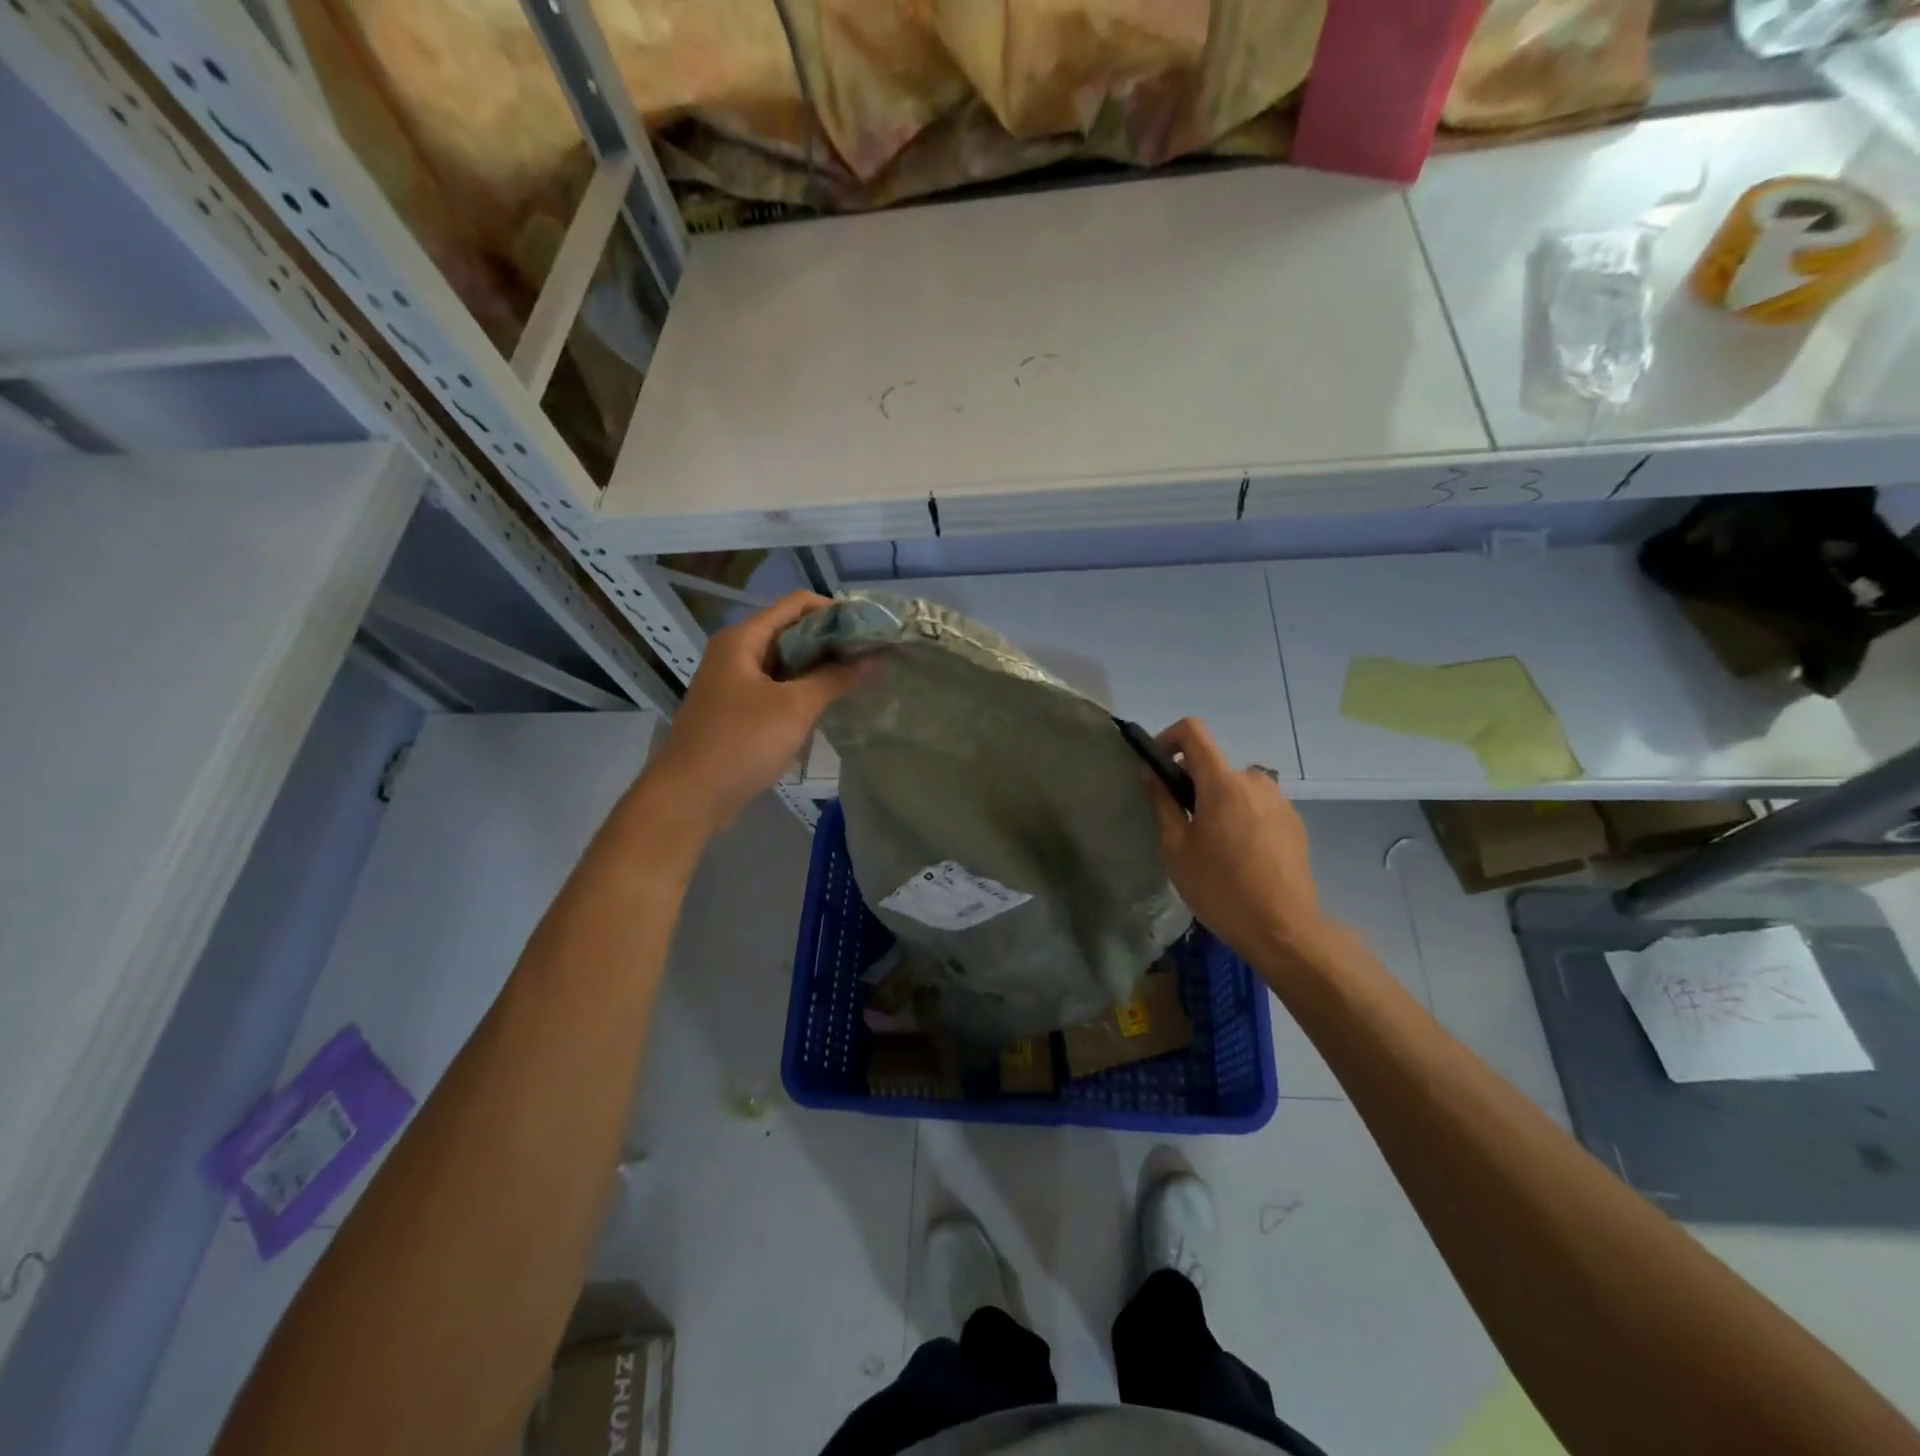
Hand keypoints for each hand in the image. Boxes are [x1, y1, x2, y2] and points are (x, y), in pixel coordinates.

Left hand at [642, 592, 868, 832]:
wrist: (691, 796)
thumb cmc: (741, 742)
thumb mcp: (795, 707)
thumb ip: (836, 679)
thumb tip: (875, 659)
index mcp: (743, 639)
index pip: (796, 605)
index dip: (835, 610)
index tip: (869, 628)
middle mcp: (736, 653)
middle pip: (791, 632)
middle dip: (831, 641)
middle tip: (870, 654)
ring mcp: (734, 683)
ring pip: (785, 663)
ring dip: (819, 668)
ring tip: (858, 676)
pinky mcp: (738, 711)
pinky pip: (777, 689)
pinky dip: (802, 691)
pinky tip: (830, 703)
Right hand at [1144, 717, 1333, 968]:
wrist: (1283, 929)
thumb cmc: (1220, 888)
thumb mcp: (1176, 849)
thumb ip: (1163, 803)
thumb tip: (1151, 772)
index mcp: (1223, 782)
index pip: (1193, 731)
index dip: (1168, 738)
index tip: (1157, 767)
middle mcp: (1255, 781)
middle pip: (1214, 765)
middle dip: (1192, 784)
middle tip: (1181, 824)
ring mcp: (1280, 801)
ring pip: (1236, 787)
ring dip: (1218, 802)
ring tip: (1212, 845)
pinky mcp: (1294, 822)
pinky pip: (1257, 806)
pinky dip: (1241, 817)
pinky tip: (1240, 857)